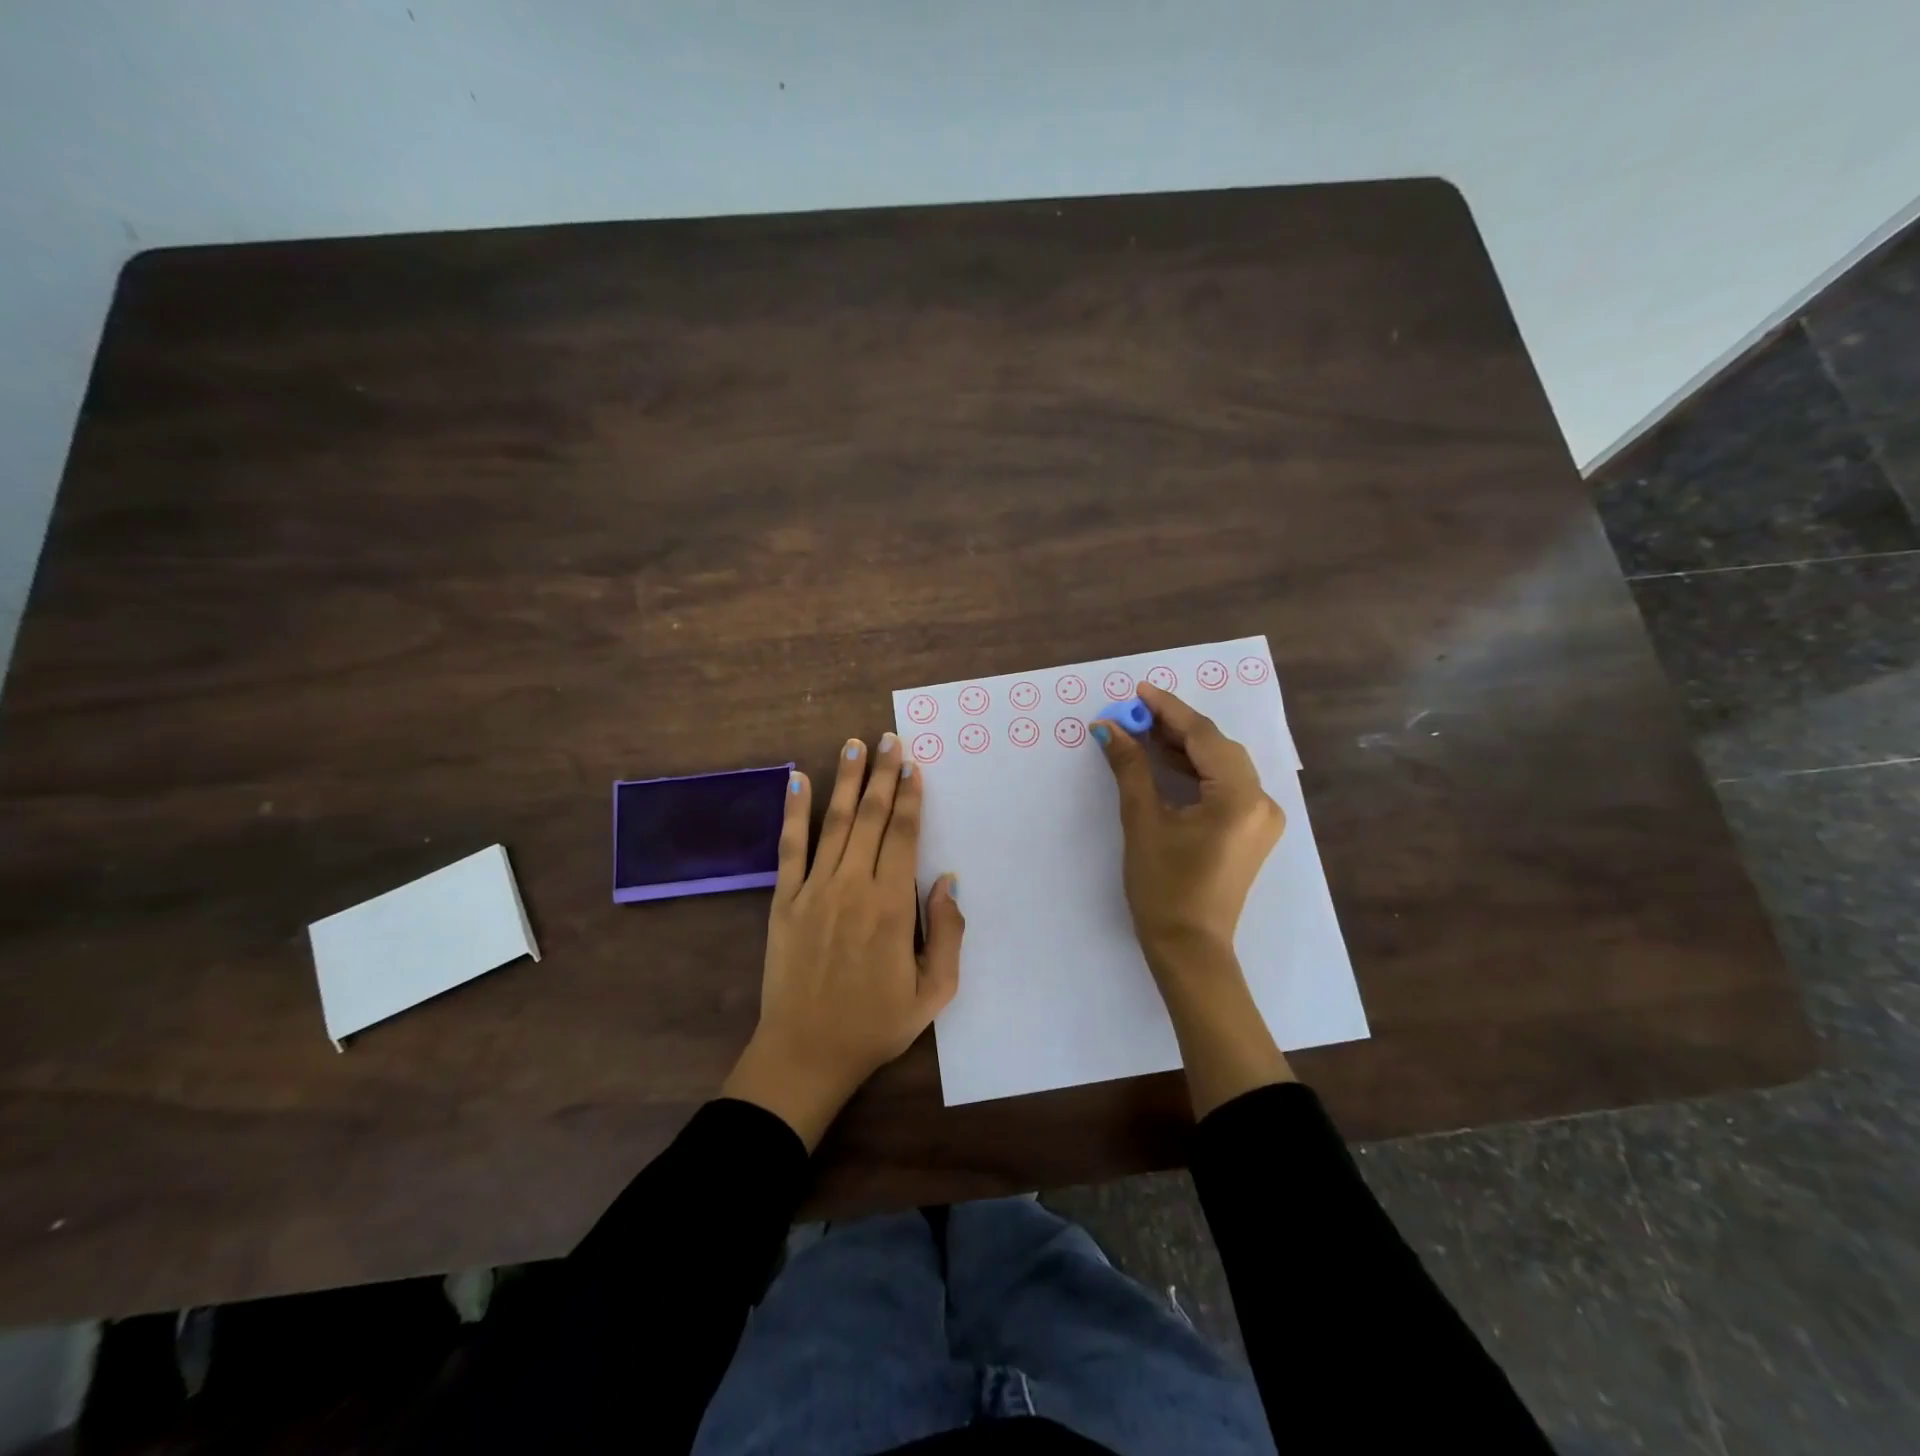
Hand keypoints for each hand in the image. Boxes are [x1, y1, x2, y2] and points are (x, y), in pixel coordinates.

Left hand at [722, 733, 964, 1148]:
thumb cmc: (874, 1024)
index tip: (913, 764)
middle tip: (889, 738)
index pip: (905, 835)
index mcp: (892, 906)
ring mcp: (814, 890)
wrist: (806, 1053)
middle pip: (873, 818)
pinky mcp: (784, 900)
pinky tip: (797, 780)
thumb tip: (948, 882)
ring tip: (854, 745)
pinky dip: (793, 811)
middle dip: (883, 775)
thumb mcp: (933, 993)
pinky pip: (790, 847)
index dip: (911, 796)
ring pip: (836, 822)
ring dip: (847, 781)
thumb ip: (948, 935)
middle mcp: (853, 886)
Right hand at [1092, 683, 1284, 979]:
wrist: (1190, 949)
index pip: (1204, 737)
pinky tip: (1165, 763)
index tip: (1138, 690)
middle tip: (1134, 713)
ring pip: (1221, 766)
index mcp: (1241, 798)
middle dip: (1175, 727)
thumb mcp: (1143, 822)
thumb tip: (1109, 727)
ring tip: (1142, 733)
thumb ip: (1130, 768)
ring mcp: (1260, 818)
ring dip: (1183, 749)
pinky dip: (1194, 773)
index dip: (1169, 710)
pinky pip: (1224, 787)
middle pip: (1217, 748)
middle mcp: (1262, 802)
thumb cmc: (1164, 888)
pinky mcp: (1251, 831)